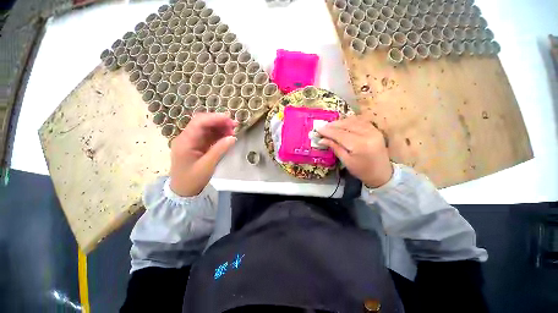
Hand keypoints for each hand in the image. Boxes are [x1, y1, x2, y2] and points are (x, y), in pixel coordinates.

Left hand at [170, 113, 236, 196]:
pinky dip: (218, 134)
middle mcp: (187, 137)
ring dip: (220, 127)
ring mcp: (192, 140)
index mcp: (185, 141)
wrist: (183, 190)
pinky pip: (208, 135)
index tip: (229, 119)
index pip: (199, 123)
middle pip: (202, 122)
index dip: (214, 118)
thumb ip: (220, 150)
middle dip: (219, 121)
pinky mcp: (197, 144)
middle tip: (234, 125)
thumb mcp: (207, 166)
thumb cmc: (193, 179)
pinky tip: (227, 136)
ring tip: (233, 131)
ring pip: (206, 128)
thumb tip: (232, 137)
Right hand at [317, 116, 392, 187]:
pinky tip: (342, 124)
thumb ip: (334, 147)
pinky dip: (349, 121)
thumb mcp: (345, 161)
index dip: (327, 131)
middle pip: (346, 125)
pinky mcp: (375, 129)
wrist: (382, 173)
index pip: (340, 134)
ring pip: (353, 120)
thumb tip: (321, 139)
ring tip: (330, 126)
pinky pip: (360, 121)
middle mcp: (368, 134)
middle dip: (332, 125)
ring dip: (340, 122)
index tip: (317, 128)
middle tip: (322, 127)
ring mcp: (373, 130)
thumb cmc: (361, 170)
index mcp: (360, 145)